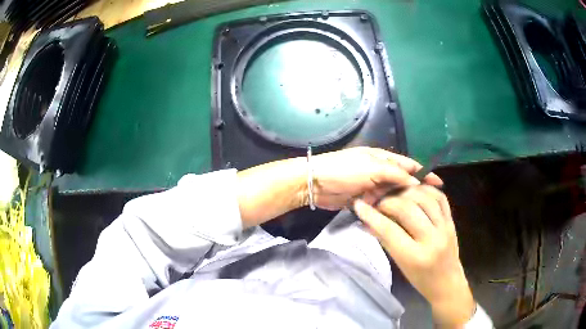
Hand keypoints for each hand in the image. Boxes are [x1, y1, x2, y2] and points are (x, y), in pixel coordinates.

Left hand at [311, 147, 441, 209]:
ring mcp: (372, 186)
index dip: (424, 173)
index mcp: (383, 159)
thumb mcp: (373, 168)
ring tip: (414, 215)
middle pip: (402, 182)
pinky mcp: (364, 199)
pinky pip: (380, 206)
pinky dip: (386, 211)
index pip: (409, 166)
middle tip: (428, 207)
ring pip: (392, 196)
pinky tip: (395, 219)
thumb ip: (396, 175)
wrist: (315, 184)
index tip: (439, 184)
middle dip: (414, 192)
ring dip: (400, 204)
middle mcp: (380, 172)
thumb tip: (416, 182)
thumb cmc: (344, 170)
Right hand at [353, 185, 474, 326]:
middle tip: (378, 202)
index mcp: (414, 257)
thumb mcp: (400, 264)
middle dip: (388, 201)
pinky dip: (426, 190)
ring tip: (395, 194)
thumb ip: (386, 241)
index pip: (389, 231)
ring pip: (424, 198)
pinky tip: (415, 191)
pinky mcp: (452, 221)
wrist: (447, 282)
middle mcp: (431, 240)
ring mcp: (444, 228)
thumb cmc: (420, 280)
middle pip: (407, 209)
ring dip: (406, 192)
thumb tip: (368, 221)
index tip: (359, 206)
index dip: (372, 216)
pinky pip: (440, 198)